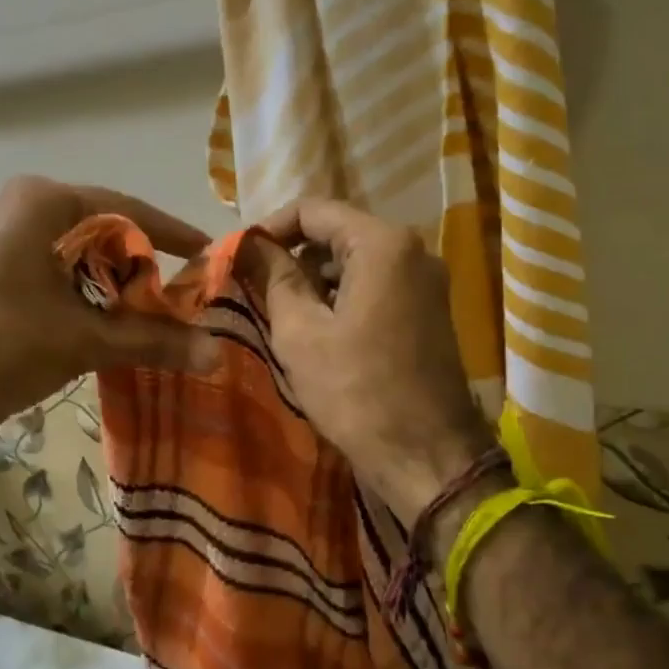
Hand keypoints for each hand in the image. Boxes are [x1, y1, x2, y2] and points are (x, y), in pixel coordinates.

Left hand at [0, 177, 218, 450]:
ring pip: (74, 257)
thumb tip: (218, 354)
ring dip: (110, 289)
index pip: (128, 210)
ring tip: (142, 323)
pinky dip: (80, 298)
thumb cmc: (1, 345)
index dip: (172, 235)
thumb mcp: (84, 341)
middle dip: (139, 270)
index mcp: (43, 202)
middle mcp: (19, 208)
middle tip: (175, 303)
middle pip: (101, 233)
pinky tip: (98, 329)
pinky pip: (49, 274)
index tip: (209, 255)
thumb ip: (154, 341)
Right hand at [249, 199, 493, 524]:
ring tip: (281, 313)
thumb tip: (251, 245)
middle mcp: (414, 250)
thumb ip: (275, 278)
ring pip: (357, 263)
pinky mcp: (429, 311)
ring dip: (317, 281)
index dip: (270, 228)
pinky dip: (343, 298)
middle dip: (294, 256)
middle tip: (255, 287)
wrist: (427, 457)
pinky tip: (318, 331)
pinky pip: (377, 287)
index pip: (314, 211)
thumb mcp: (301, 333)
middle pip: (338, 234)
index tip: (240, 254)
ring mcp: (427, 282)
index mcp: (383, 244)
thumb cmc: (356, 392)